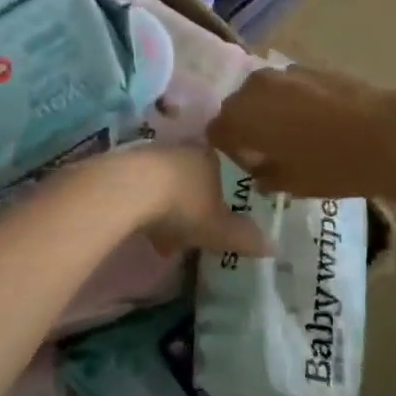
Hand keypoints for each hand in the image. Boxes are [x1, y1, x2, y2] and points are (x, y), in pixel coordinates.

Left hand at [114, 144, 274, 258]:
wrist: (127, 189)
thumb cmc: (183, 204)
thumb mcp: (219, 228)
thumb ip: (243, 237)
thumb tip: (273, 246)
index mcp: (211, 157)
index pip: (224, 169)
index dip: (224, 194)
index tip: (221, 216)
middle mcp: (182, 149)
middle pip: (193, 176)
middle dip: (193, 204)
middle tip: (194, 231)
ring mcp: (150, 154)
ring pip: (166, 182)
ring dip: (167, 208)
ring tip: (166, 240)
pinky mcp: (122, 164)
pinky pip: (141, 189)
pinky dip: (145, 208)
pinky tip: (143, 230)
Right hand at [207, 65, 395, 199]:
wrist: (388, 134)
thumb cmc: (332, 165)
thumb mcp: (292, 183)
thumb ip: (265, 176)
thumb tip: (259, 172)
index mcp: (240, 116)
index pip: (216, 132)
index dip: (231, 151)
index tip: (252, 166)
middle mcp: (254, 87)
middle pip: (237, 107)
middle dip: (247, 128)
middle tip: (270, 152)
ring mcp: (284, 73)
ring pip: (263, 94)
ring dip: (270, 112)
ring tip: (295, 135)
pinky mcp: (312, 67)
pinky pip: (289, 87)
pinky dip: (293, 101)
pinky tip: (317, 121)